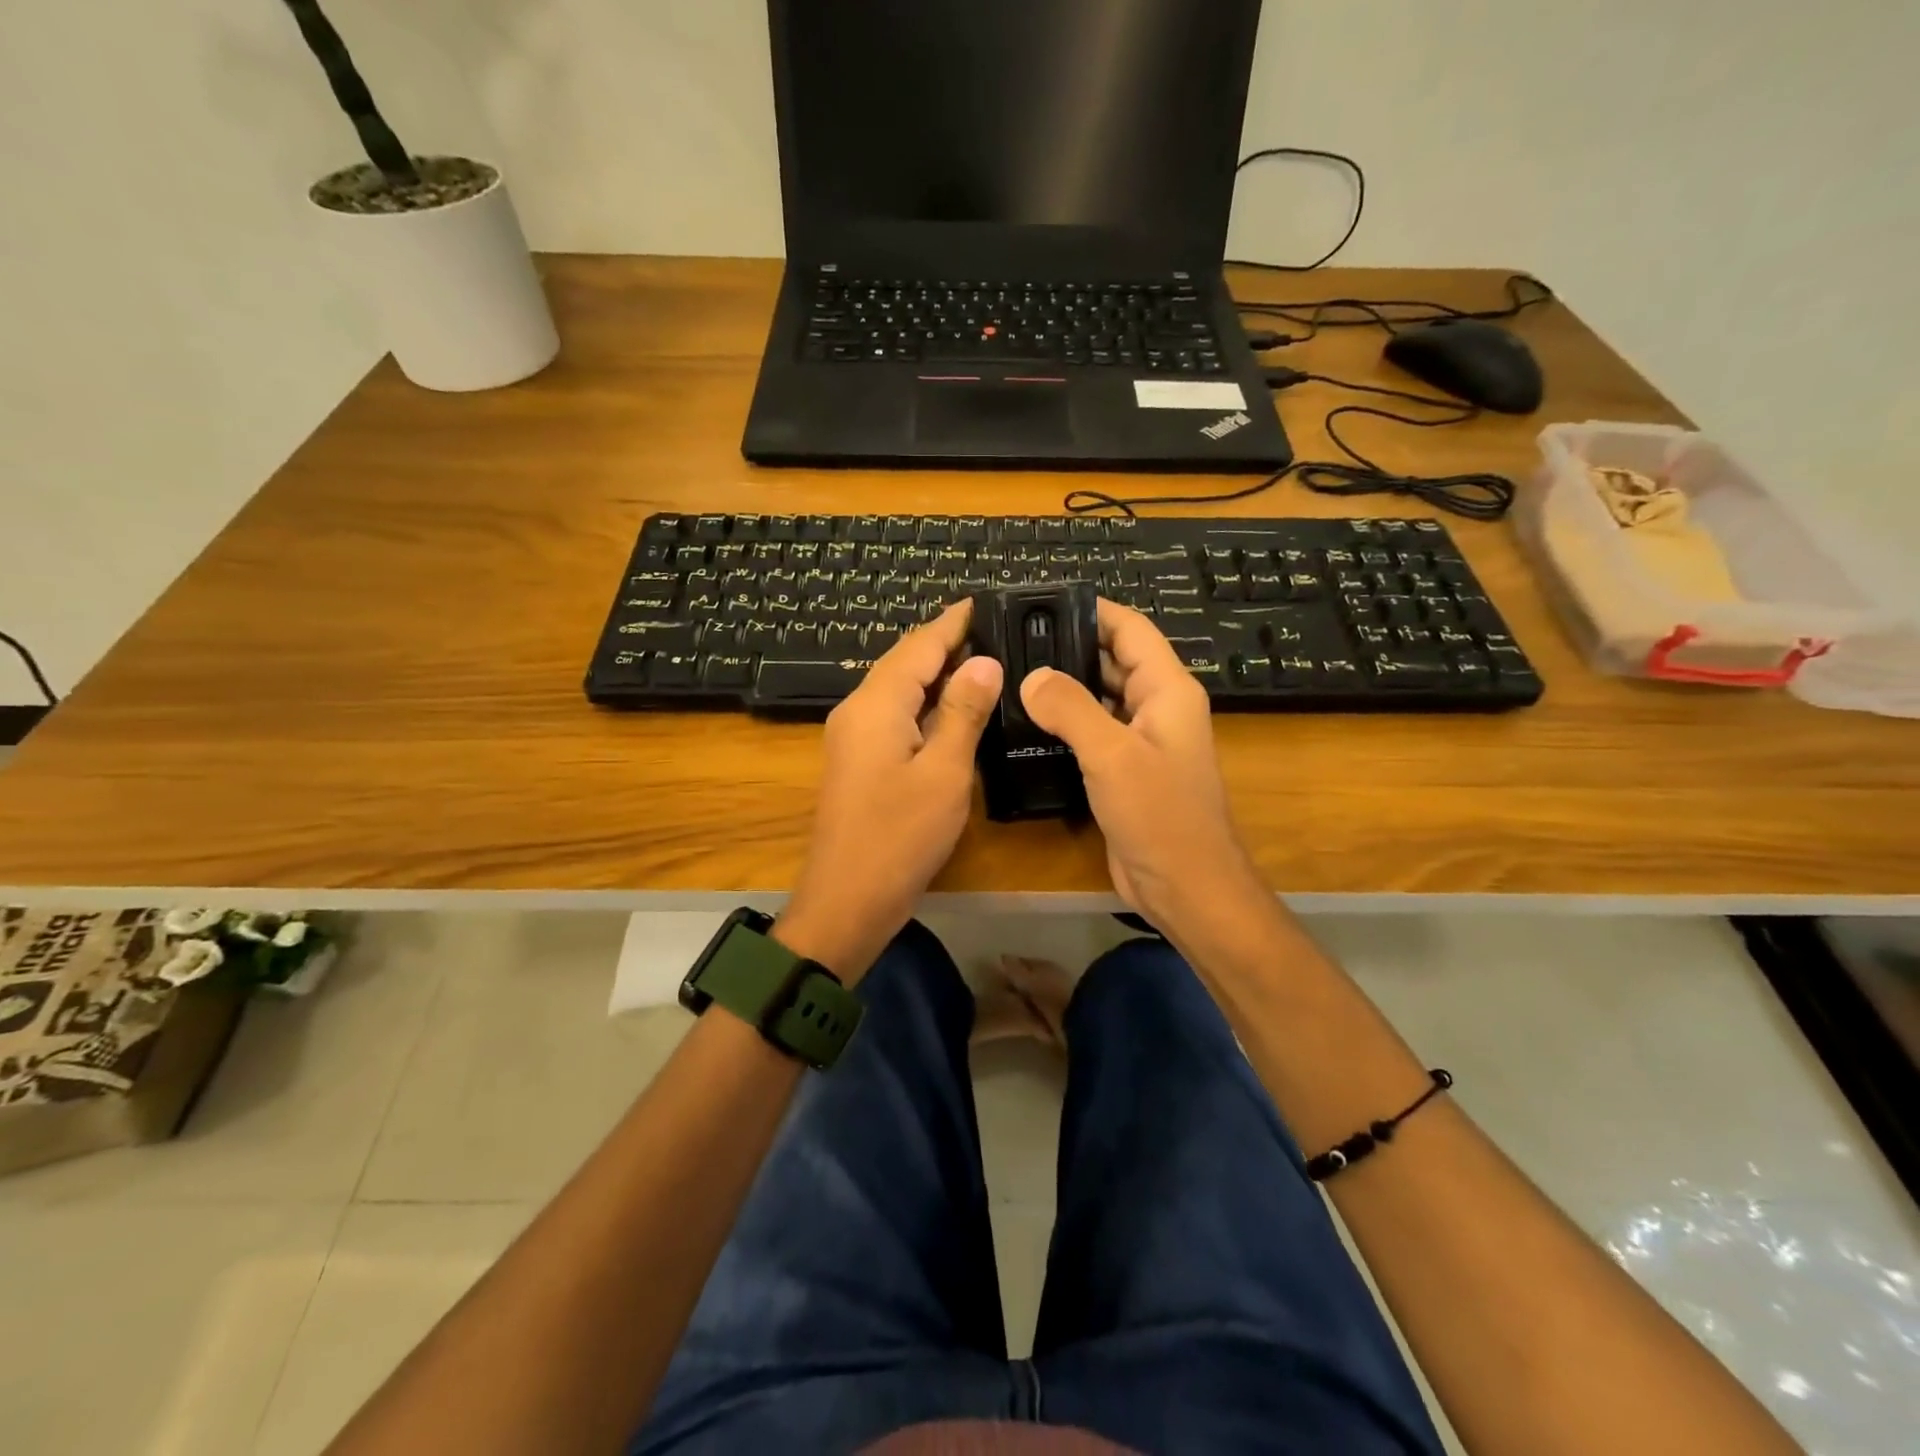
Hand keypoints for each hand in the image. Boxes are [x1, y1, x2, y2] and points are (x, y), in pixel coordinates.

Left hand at [778, 602, 1002, 979]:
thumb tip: (983, 661)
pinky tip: (954, 711)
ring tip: (984, 660)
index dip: (953, 622)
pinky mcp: (858, 762)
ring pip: (899, 690)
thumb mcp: (944, 772)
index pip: (919, 645)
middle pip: (905, 663)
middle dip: (947, 643)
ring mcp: (853, 737)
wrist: (847, 901)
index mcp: (876, 704)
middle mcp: (858, 710)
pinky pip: (895, 717)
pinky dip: (926, 706)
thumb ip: (963, 712)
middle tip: (996, 630)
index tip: (986, 601)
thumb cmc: (899, 837)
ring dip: (938, 674)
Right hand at [1020, 599, 1269, 939]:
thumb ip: (1071, 709)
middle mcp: (1157, 708)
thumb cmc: (1160, 814)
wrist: (1185, 887)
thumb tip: (1031, 676)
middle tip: (1014, 640)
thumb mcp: (1112, 754)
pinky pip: (1092, 733)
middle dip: (1069, 647)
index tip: (1045, 601)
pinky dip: (1064, 724)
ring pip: (1099, 698)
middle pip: (1112, 660)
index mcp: (1167, 690)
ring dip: (1063, 687)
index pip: (1131, 630)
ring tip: (1011, 674)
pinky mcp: (1124, 771)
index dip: (1094, 609)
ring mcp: (1141, 741)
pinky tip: (1026, 724)